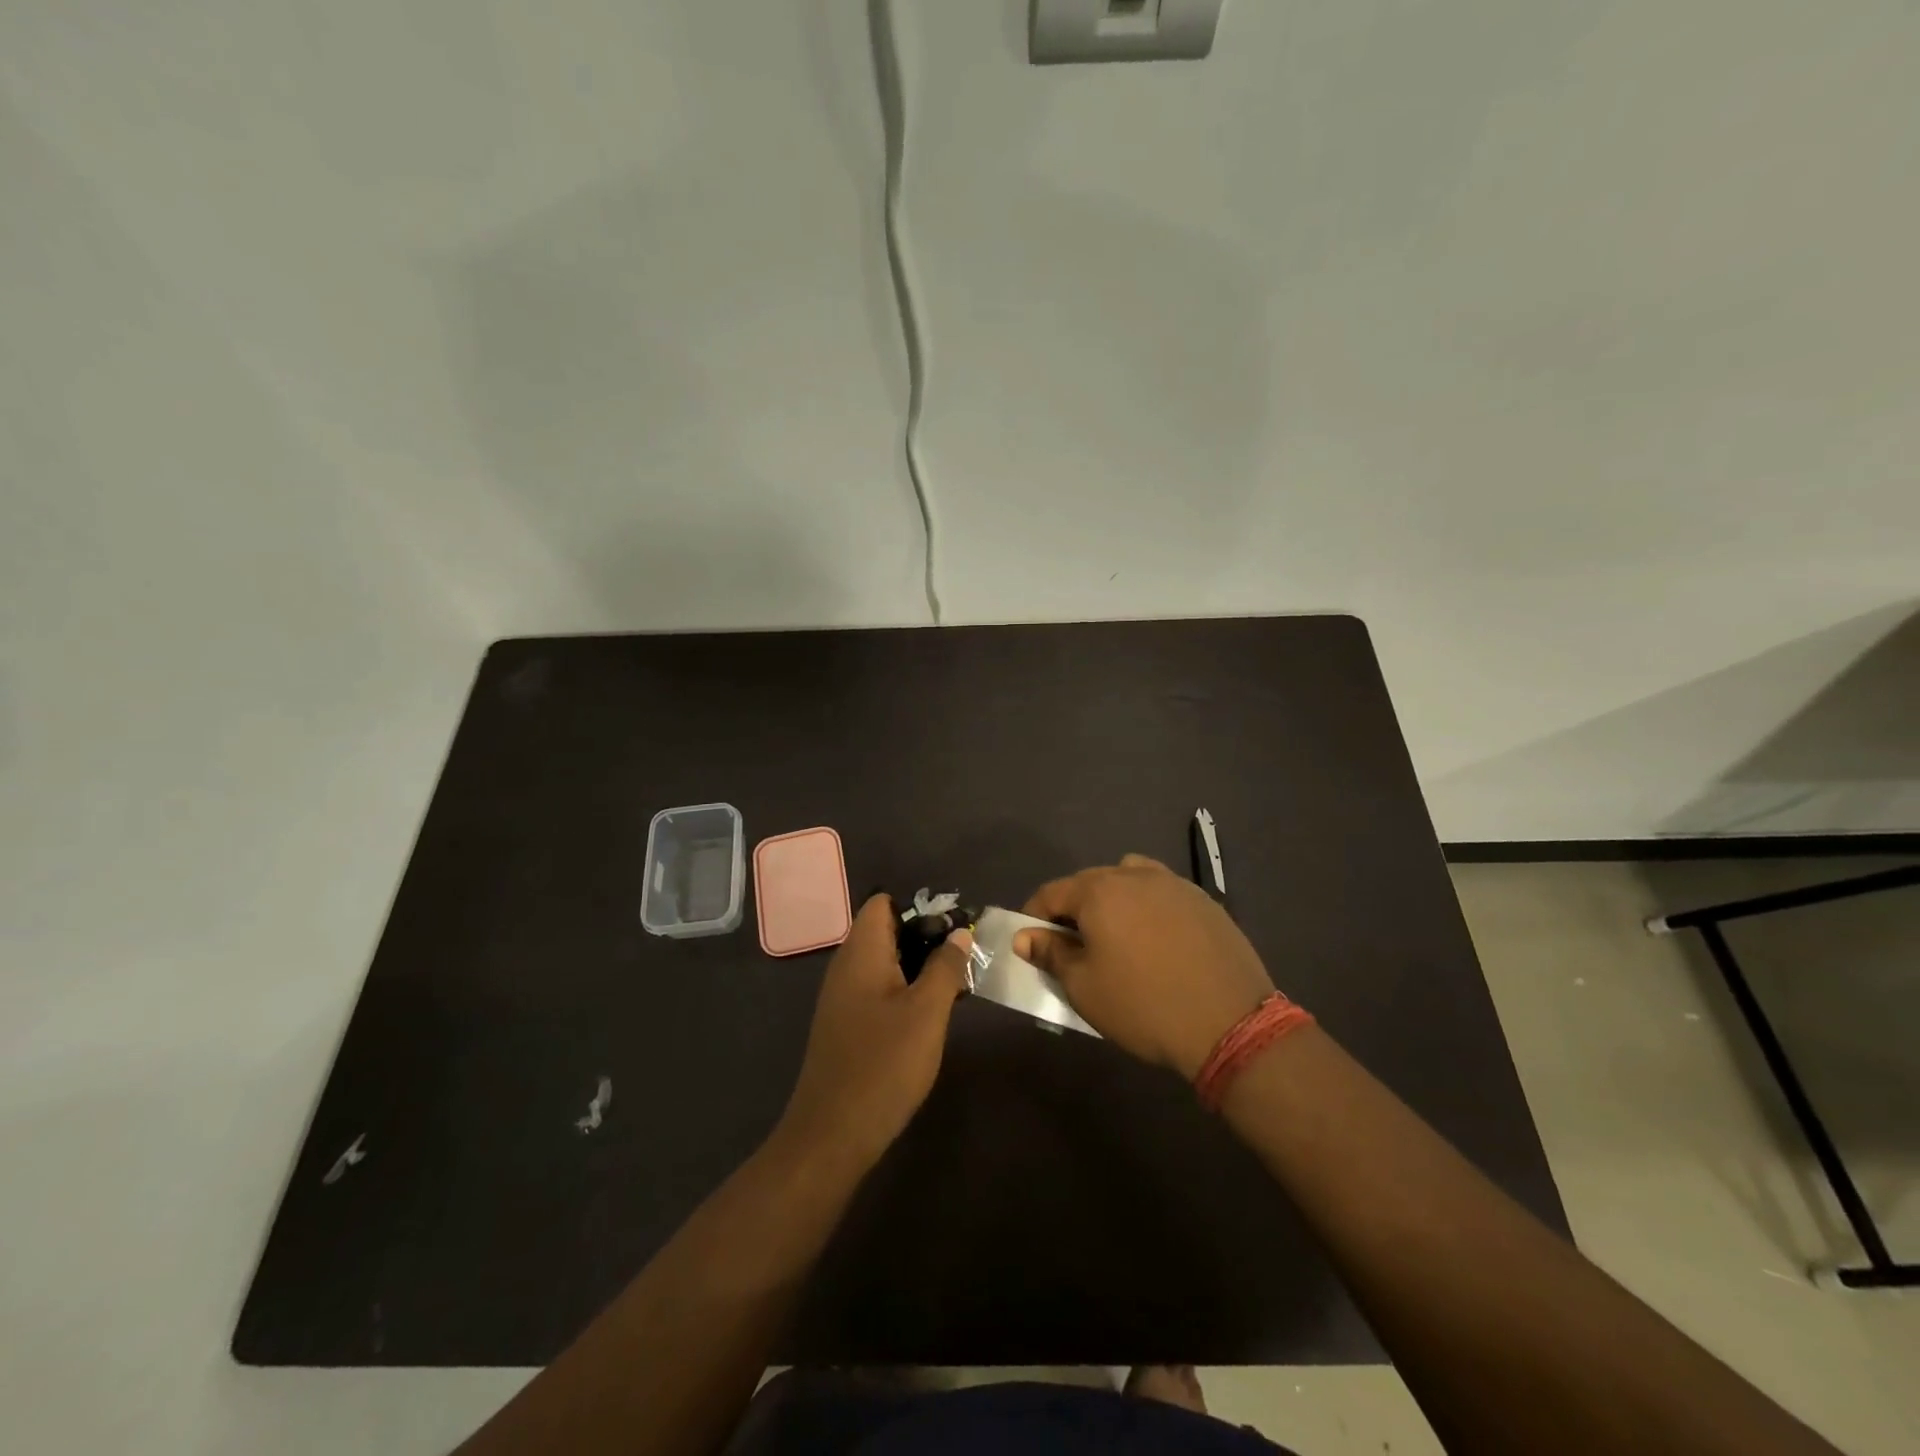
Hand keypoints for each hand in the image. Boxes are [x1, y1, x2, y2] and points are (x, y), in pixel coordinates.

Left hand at [775, 894, 969, 1171]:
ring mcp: (843, 997)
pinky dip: (904, 990)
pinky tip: (929, 1015)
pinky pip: (878, 989)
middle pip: (886, 930)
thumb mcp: (927, 1012)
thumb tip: (959, 933)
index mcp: (860, 952)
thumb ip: (946, 967)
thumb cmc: (884, 1064)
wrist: (832, 1134)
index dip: (919, 908)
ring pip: (885, 962)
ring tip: (955, 986)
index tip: (953, 929)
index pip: (883, 903)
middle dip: (925, 938)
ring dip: (918, 967)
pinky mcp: (846, 1024)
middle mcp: (846, 966)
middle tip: (962, 960)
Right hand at [1018, 854, 1274, 1079]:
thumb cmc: (1143, 1006)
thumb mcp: (1084, 988)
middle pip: (1089, 882)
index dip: (1033, 915)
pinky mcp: (1204, 900)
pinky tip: (1156, 939)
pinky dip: (1147, 906)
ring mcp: (1174, 884)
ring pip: (1128, 879)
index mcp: (1099, 891)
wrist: (1231, 1023)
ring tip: (1116, 934)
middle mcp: (1134, 875)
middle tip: (1071, 944)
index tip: (1031, 941)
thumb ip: (1051, 954)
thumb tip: (1026, 936)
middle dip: (1072, 908)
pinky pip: (1162, 892)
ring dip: (1112, 899)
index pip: (1051, 893)